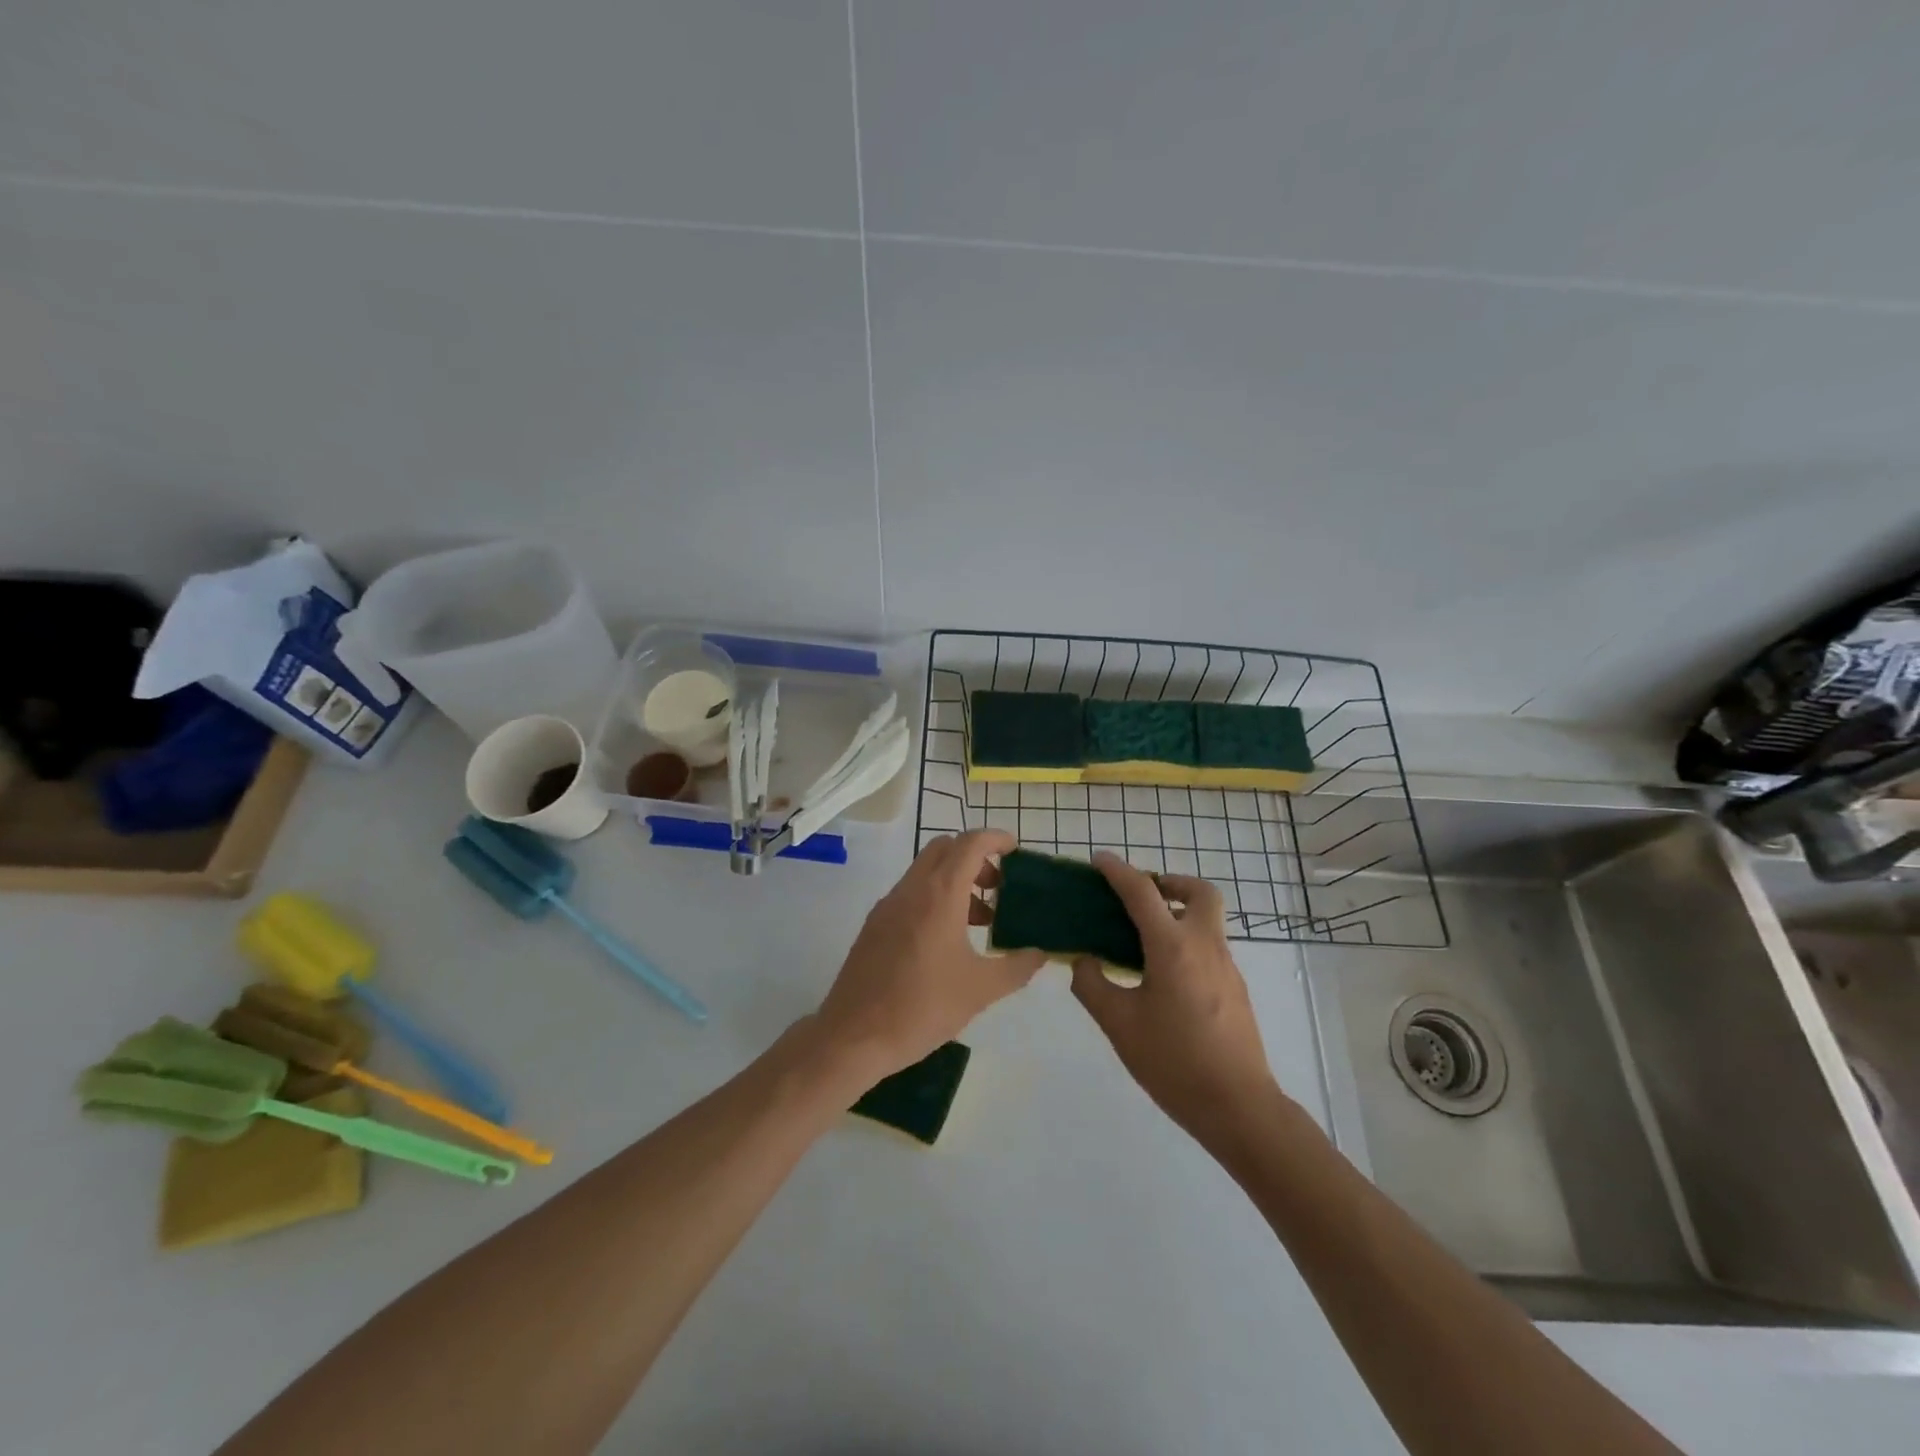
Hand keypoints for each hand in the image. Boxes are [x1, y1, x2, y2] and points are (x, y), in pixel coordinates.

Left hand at [811, 829, 1045, 1083]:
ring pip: (926, 871)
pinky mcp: (874, 925)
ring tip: (979, 922)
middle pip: (945, 849)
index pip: (970, 843)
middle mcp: (911, 889)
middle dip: (975, 858)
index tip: (1016, 851)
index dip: (996, 838)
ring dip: (955, 881)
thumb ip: (1016, 967)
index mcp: (939, 894)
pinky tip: (946, 942)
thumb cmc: (922, 1007)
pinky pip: (910, 894)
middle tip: (997, 888)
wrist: (853, 1036)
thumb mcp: (980, 990)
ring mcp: (888, 905)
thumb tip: (1039, 954)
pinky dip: (934, 899)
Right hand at [1070, 852, 1280, 1149]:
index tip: (1099, 860)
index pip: (1142, 892)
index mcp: (1173, 947)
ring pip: (1207, 919)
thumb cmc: (1174, 1062)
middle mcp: (1204, 945)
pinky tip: (1162, 975)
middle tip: (1141, 896)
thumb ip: (1093, 985)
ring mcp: (1226, 966)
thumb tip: (1084, 961)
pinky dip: (1185, 940)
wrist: (1239, 1107)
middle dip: (1170, 882)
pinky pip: (1208, 945)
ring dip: (1178, 912)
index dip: (1118, 871)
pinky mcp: (1235, 988)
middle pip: (1199, 892)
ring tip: (1142, 938)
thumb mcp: (1119, 1025)